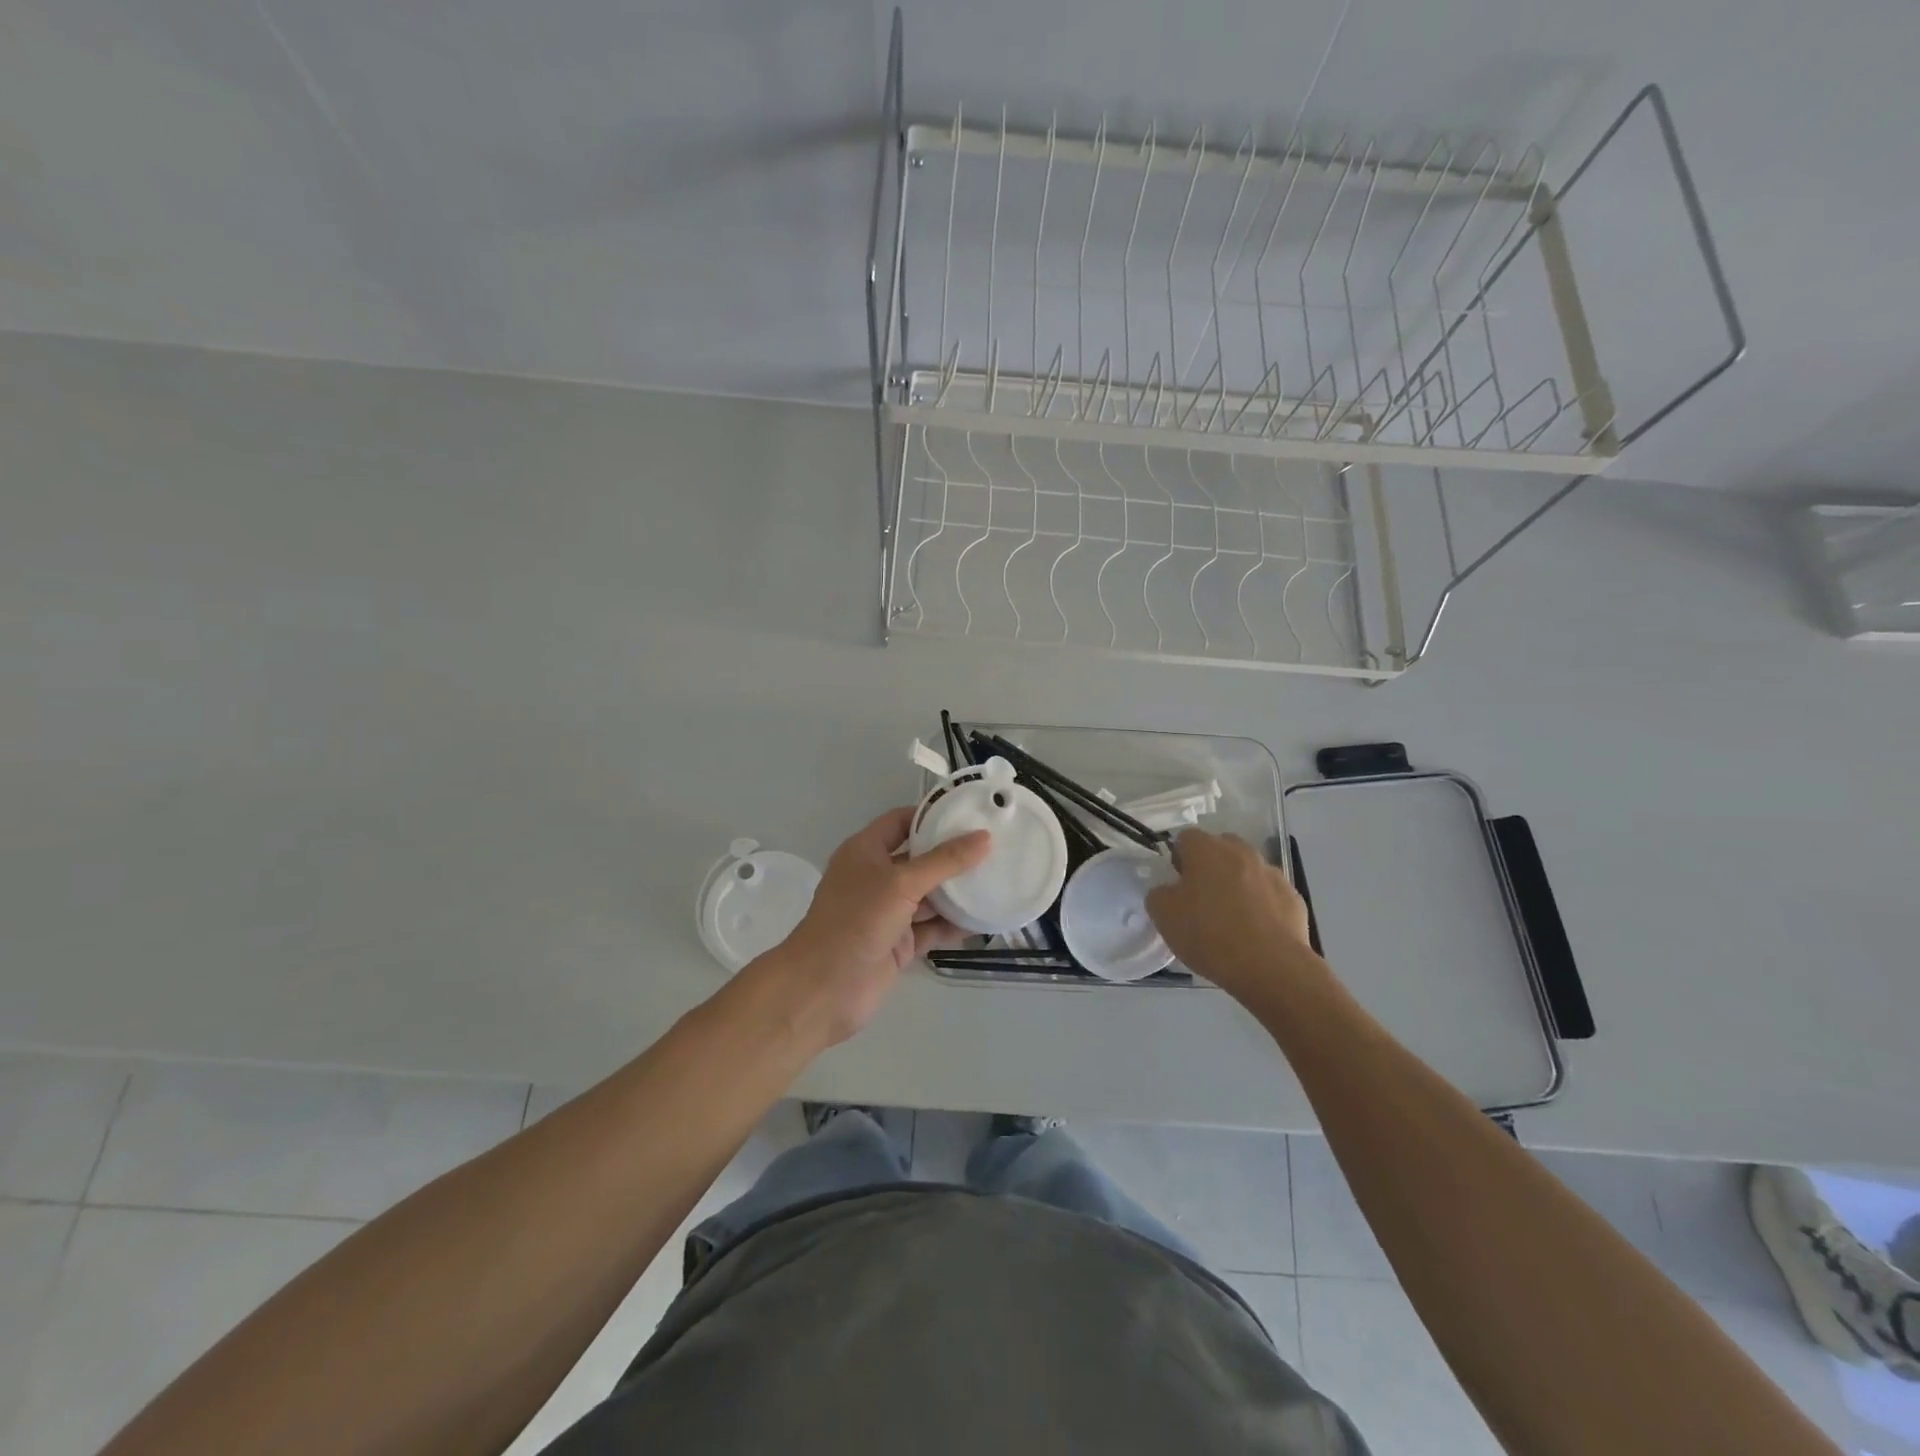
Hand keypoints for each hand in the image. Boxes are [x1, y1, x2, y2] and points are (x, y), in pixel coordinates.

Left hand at [741, 807, 990, 1048]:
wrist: (824, 988)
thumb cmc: (856, 921)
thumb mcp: (901, 883)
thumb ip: (944, 861)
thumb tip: (984, 837)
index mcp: (865, 852)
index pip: (901, 822)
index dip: (931, 816)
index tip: (969, 813)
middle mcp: (876, 878)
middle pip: (920, 859)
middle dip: (952, 855)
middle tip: (994, 846)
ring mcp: (887, 913)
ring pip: (929, 896)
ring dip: (957, 892)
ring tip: (998, 879)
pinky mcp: (899, 944)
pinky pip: (932, 929)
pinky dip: (954, 925)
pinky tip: (985, 919)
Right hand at [1145, 829, 1316, 999]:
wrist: (1271, 967)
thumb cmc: (1209, 935)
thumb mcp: (1163, 916)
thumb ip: (1160, 894)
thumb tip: (1170, 890)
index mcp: (1207, 850)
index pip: (1186, 838)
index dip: (1179, 858)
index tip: (1178, 885)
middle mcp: (1241, 852)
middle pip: (1221, 848)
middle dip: (1210, 866)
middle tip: (1202, 898)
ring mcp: (1271, 873)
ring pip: (1248, 870)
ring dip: (1238, 884)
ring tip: (1232, 919)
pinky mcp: (1293, 898)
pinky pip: (1270, 894)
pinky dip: (1262, 905)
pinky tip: (1256, 932)